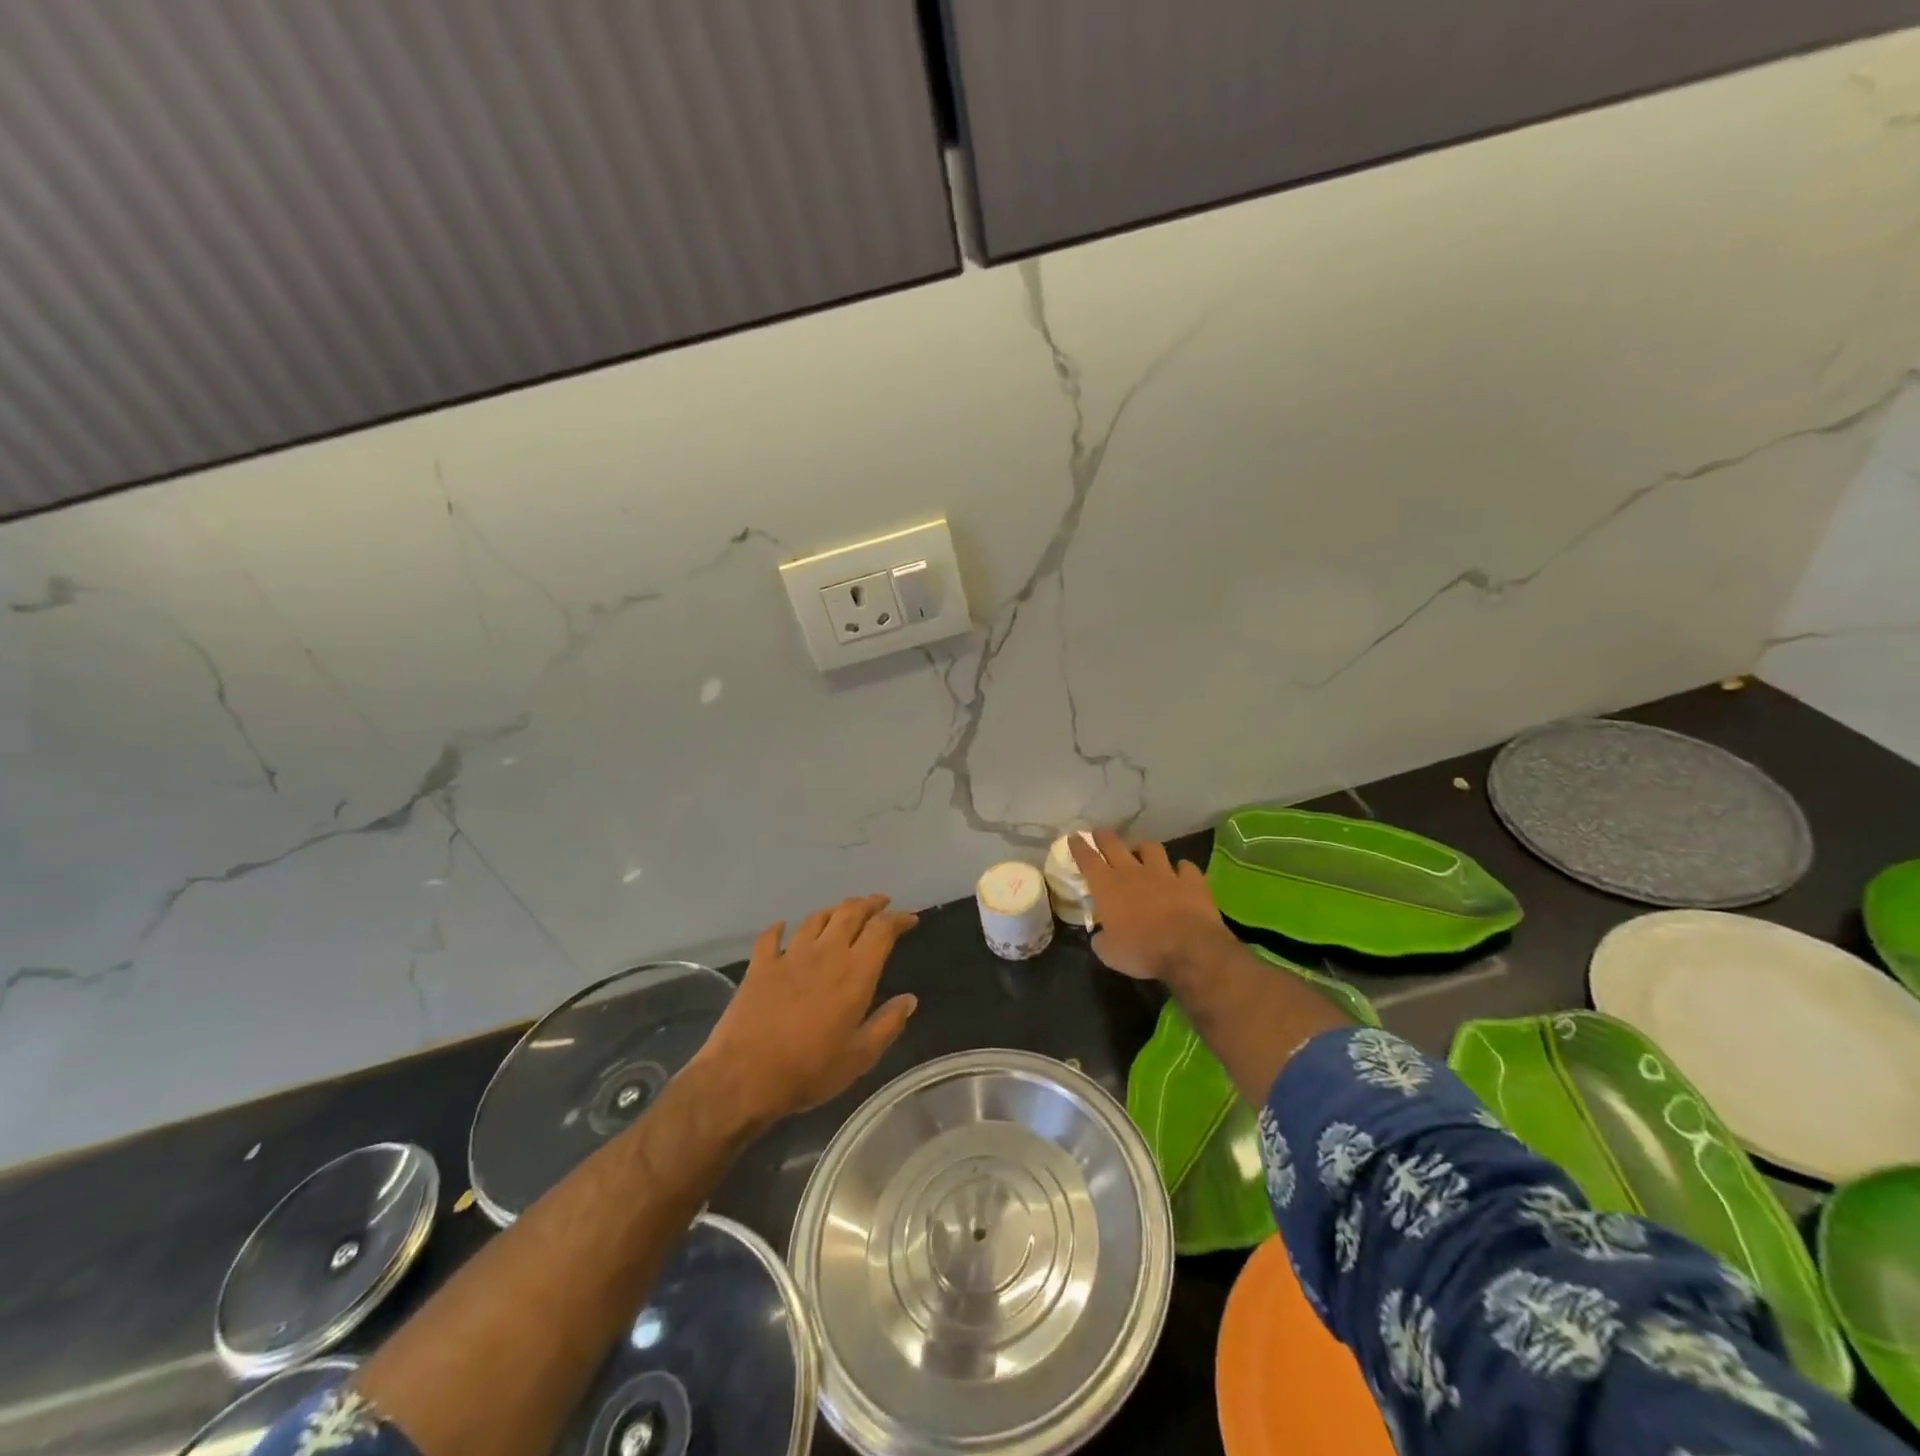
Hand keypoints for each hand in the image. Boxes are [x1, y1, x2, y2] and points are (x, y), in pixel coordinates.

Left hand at [693, 894, 918, 1124]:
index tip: (910, 918)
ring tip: (842, 911)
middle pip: (849, 913)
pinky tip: (783, 926)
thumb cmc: (810, 1070)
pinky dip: (780, 928)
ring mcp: (789, 956)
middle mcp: (825, 953)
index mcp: (855, 972)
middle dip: (869, 903)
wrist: (744, 1077)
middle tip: (880, 902)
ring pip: (816, 918)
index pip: (882, 930)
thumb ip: (888, 1024)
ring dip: (833, 910)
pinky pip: (771, 937)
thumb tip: (909, 999)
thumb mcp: (860, 1056)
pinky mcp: (760, 966)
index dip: (898, 918)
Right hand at [1070, 829, 1241, 984]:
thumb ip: (1101, 939)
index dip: (1079, 847)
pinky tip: (1181, 873)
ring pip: (1151, 848)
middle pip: (1115, 845)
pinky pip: (1186, 867)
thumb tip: (1100, 936)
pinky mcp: (1191, 881)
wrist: (1188, 948)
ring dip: (1144, 849)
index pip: (1088, 859)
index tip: (1074, 836)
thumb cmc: (1141, 951)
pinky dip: (1182, 869)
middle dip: (1104, 837)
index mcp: (1107, 887)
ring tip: (1143, 852)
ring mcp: (1164, 873)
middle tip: (1100, 833)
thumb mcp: (1109, 953)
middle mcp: (1133, 872)